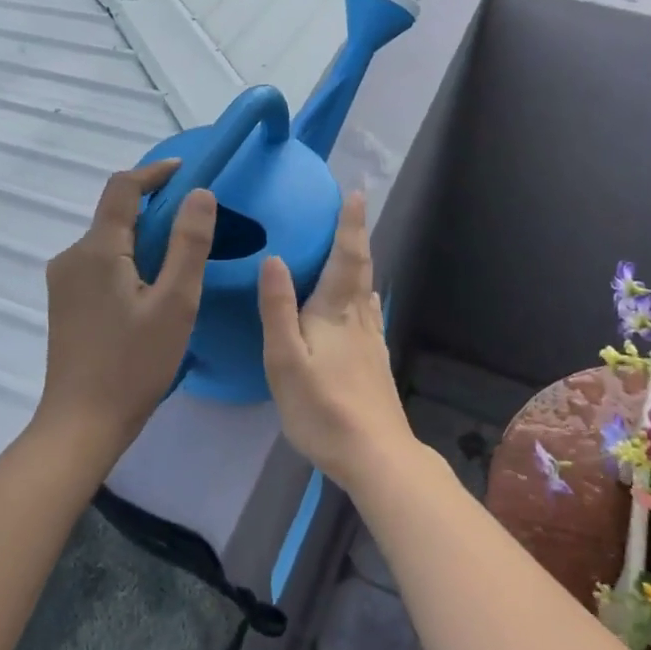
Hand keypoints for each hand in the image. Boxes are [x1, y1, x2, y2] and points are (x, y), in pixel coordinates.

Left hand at [38, 158, 216, 456]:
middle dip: (154, 210)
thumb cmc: (134, 364)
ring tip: (179, 264)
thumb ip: (189, 243)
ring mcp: (64, 281)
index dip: (155, 173)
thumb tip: (200, 193)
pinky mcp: (65, 302)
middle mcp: (72, 256)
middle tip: (194, 226)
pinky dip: (128, 261)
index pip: (123, 188)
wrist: (81, 424)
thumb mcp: (175, 303)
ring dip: (142, 239)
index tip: (187, 172)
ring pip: (109, 241)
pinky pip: (100, 264)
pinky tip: (150, 291)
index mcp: (97, 249)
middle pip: (115, 214)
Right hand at [258, 192, 416, 494]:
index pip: (347, 257)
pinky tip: (362, 304)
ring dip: (360, 263)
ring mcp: (371, 342)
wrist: (376, 457)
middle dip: (356, 236)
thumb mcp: (286, 360)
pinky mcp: (374, 362)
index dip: (350, 224)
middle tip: (353, 207)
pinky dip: (362, 294)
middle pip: (360, 268)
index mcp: (336, 312)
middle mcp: (359, 319)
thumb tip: (275, 259)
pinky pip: (367, 313)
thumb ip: (278, 309)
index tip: (356, 192)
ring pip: (366, 290)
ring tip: (351, 247)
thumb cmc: (324, 408)